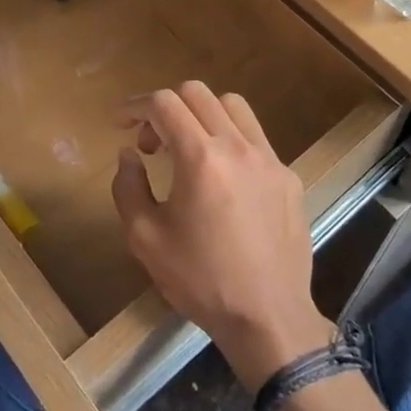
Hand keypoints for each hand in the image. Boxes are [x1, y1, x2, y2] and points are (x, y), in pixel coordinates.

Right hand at [112, 83, 334, 390]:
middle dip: (166, 108)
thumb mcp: (145, 239)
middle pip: (198, 93)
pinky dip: (231, 141)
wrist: (268, 316)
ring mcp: (269, 158)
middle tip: (152, 144)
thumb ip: (128, 187)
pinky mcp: (288, 176)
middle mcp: (238, 146)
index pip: (164, 103)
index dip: (136, 106)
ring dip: (202, 115)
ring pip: (233, 107)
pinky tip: (223, 180)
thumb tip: (129, 154)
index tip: (121, 125)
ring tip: (189, 150)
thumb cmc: (201, 280)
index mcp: (201, 157)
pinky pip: (256, 139)